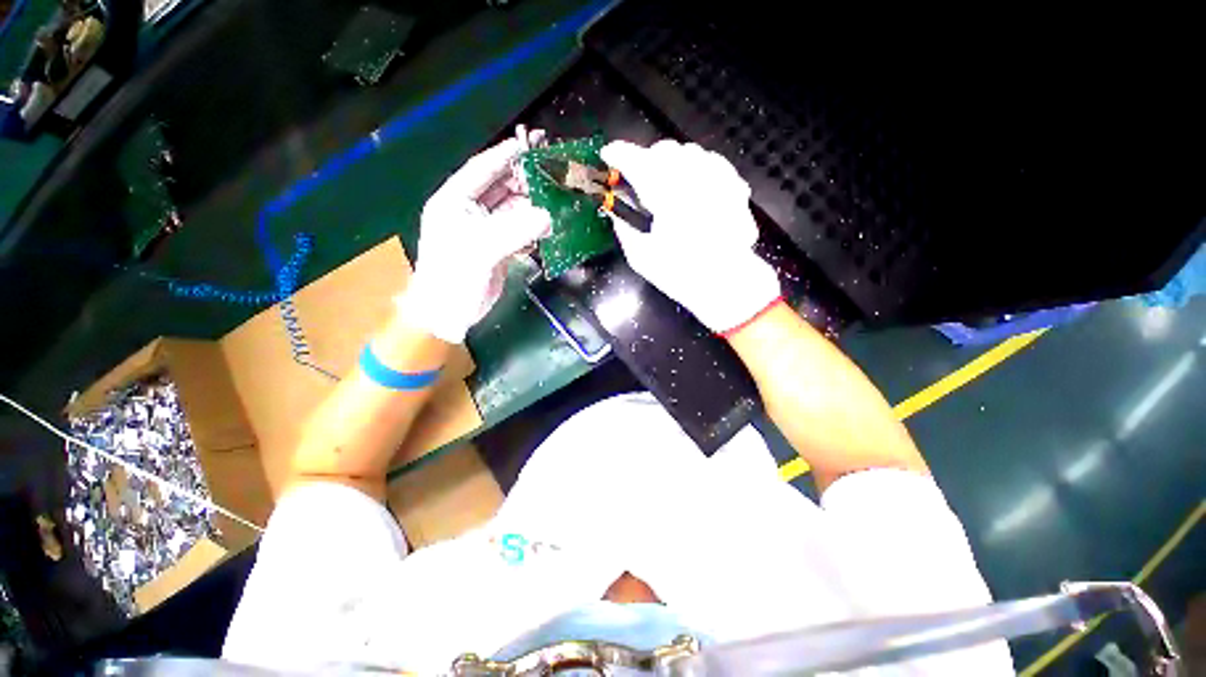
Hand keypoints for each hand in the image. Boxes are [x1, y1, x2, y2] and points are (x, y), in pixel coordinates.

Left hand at [401, 136, 550, 342]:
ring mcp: (484, 230)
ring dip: (532, 206)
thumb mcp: (481, 250)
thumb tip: (548, 216)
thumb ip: (515, 231)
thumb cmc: (454, 278)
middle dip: (524, 180)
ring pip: (512, 209)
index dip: (504, 156)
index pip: (481, 170)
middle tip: (551, 174)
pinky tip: (548, 226)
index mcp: (454, 201)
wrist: (449, 313)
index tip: (529, 144)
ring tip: (556, 200)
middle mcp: (469, 211)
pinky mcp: (497, 247)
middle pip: (500, 187)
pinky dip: (533, 228)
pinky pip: (518, 230)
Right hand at [600, 140, 780, 333]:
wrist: (726, 283)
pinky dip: (695, 169)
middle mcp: (691, 175)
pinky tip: (693, 188)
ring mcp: (717, 177)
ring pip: (688, 152)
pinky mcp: (734, 184)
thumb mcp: (641, 256)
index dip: (617, 154)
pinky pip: (710, 162)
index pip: (634, 159)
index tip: (608, 157)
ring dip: (671, 164)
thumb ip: (624, 226)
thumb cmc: (680, 273)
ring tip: (667, 186)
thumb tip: (615, 208)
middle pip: (662, 150)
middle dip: (645, 160)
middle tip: (639, 182)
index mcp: (664, 192)